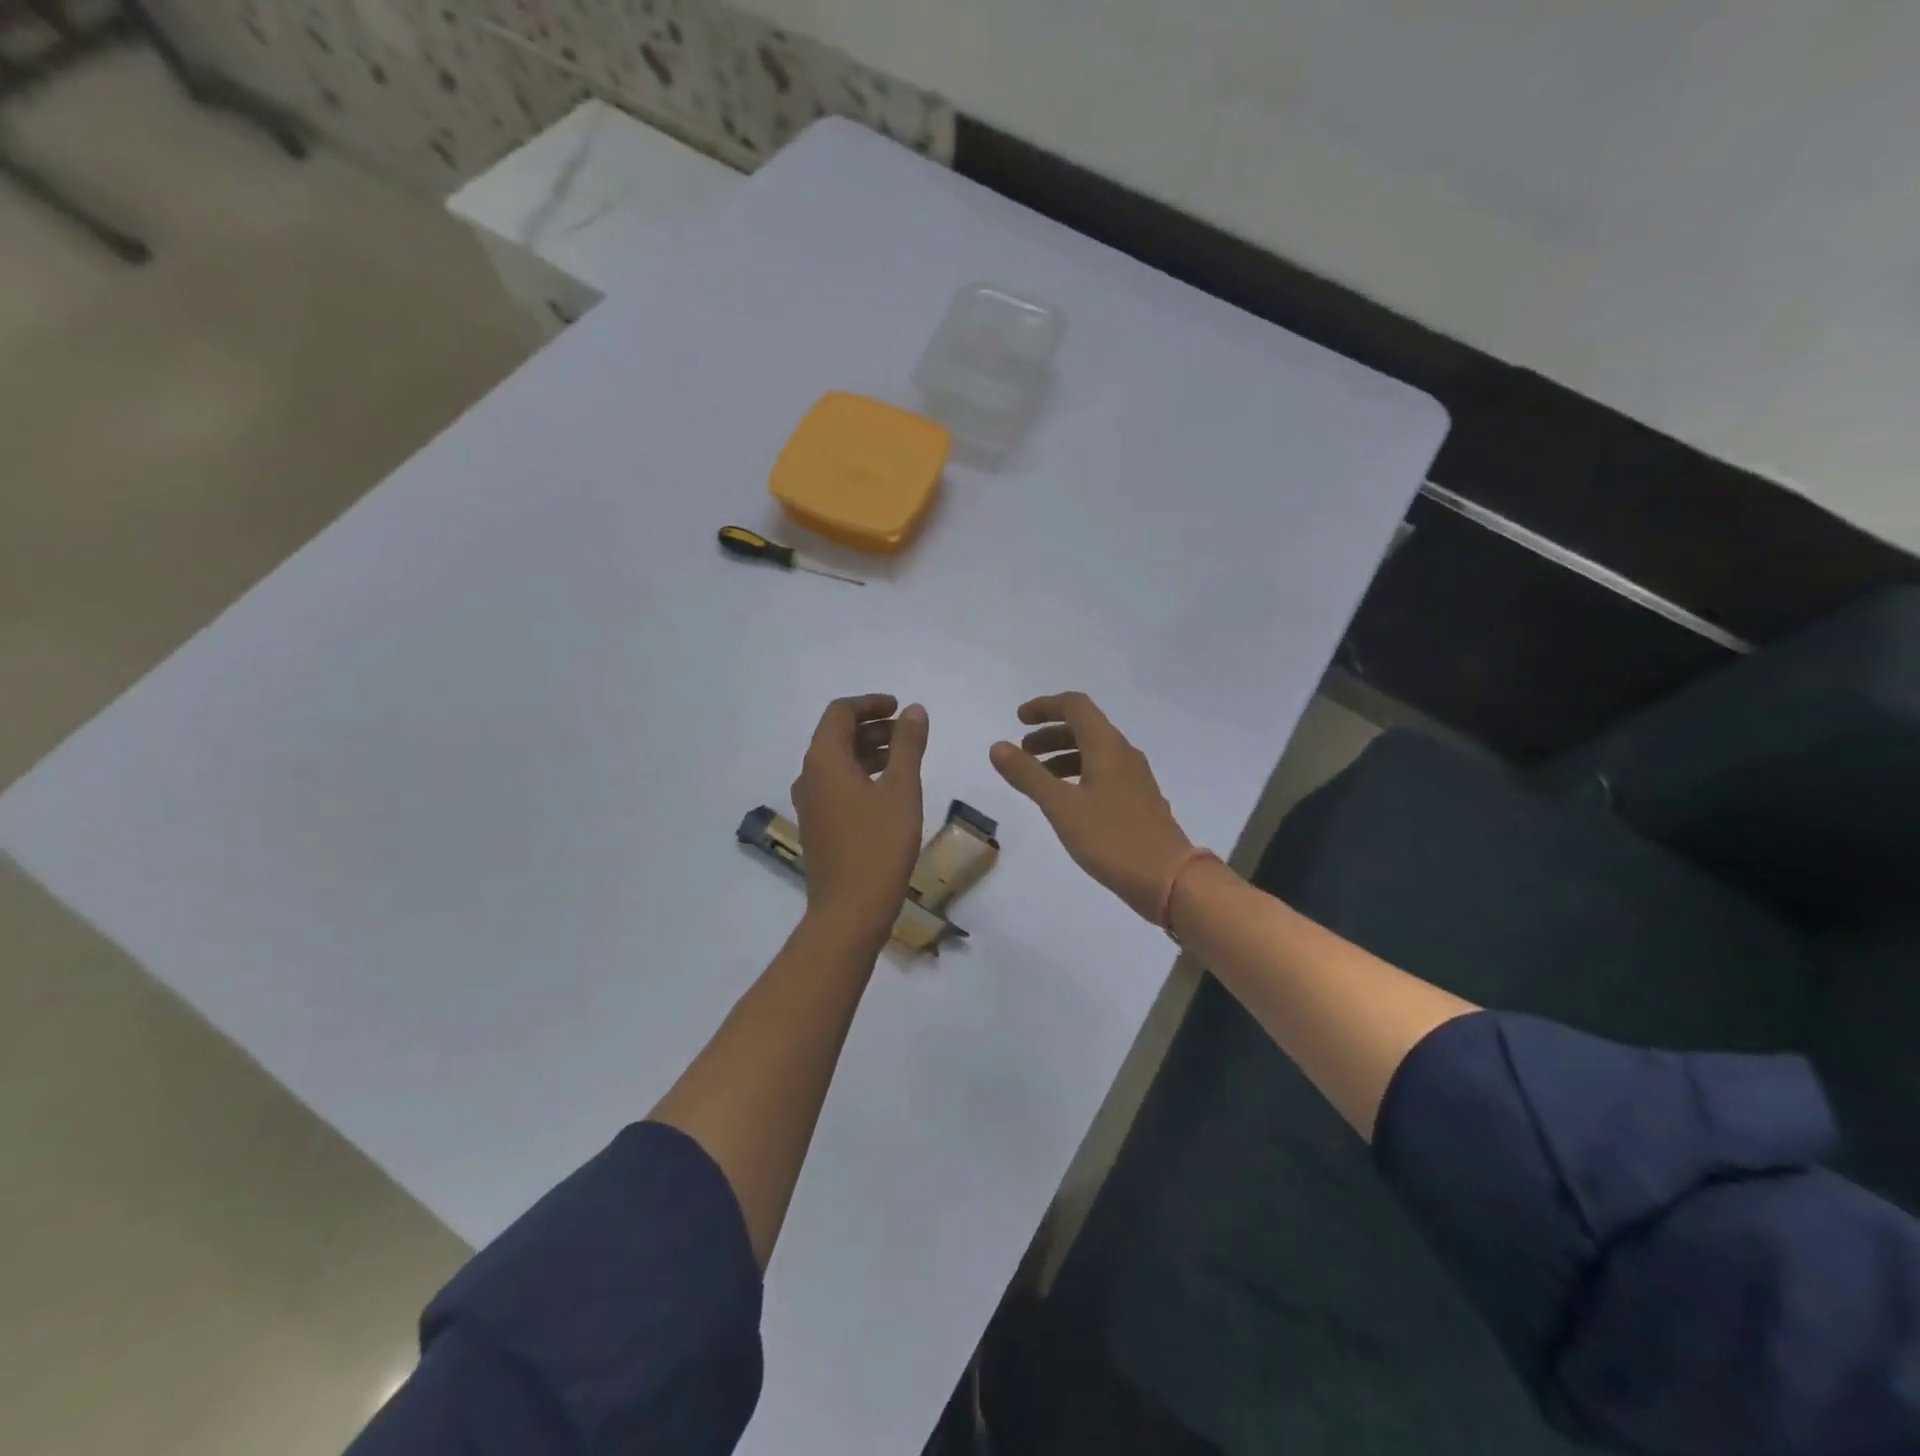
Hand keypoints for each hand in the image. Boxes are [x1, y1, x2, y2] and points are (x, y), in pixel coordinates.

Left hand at [792, 694, 927, 942]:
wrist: (850, 911)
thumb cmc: (879, 845)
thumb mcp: (901, 789)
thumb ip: (908, 745)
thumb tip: (914, 710)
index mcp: (823, 761)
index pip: (840, 713)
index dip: (870, 704)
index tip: (900, 708)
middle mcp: (809, 777)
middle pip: (837, 736)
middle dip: (873, 728)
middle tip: (908, 733)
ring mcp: (811, 804)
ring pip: (838, 762)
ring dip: (869, 751)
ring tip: (905, 758)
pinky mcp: (819, 826)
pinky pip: (838, 785)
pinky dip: (863, 775)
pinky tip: (890, 790)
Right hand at [990, 692, 1194, 922]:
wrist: (1168, 878)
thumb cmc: (1111, 837)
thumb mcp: (1061, 806)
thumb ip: (1028, 774)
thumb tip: (998, 746)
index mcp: (1107, 746)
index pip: (1075, 706)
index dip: (1045, 706)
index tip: (1018, 720)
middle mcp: (1124, 754)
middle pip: (1084, 728)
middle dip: (1050, 734)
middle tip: (1023, 753)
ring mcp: (1135, 779)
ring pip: (1094, 753)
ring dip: (1063, 756)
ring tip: (1038, 779)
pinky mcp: (1138, 802)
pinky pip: (1104, 774)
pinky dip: (1078, 776)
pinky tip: (1067, 802)